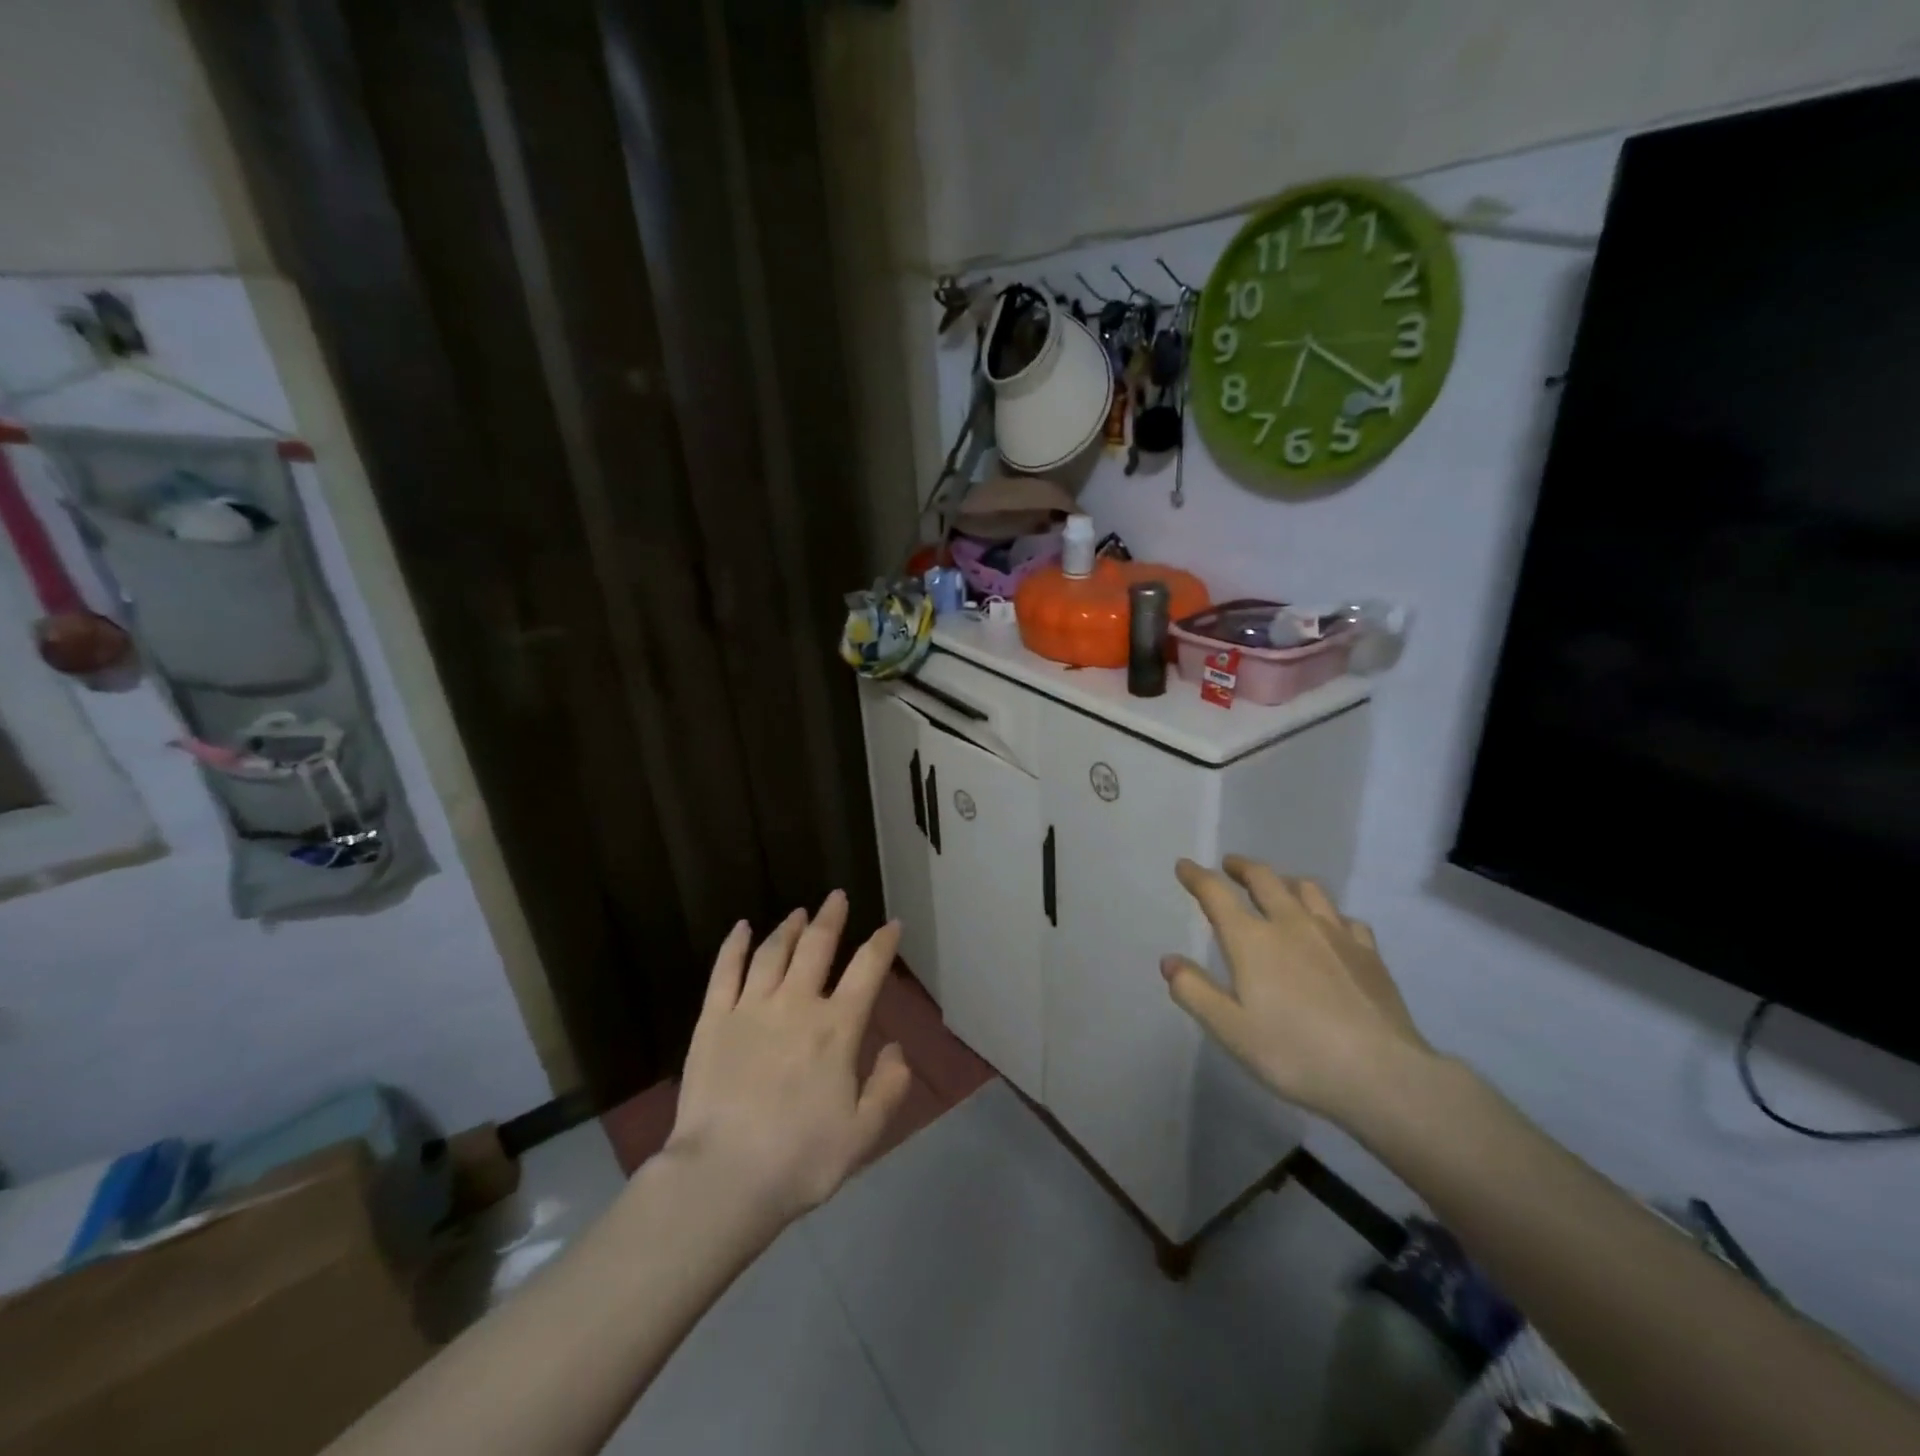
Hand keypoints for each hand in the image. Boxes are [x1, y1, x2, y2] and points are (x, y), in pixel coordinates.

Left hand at [666, 892, 912, 1223]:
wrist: (723, 1178)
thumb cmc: (800, 1160)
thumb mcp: (864, 1133)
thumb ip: (889, 1087)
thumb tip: (895, 1048)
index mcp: (837, 1029)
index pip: (867, 970)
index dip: (882, 943)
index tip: (891, 924)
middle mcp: (796, 1004)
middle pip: (817, 947)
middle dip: (831, 918)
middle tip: (837, 896)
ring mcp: (750, 1008)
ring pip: (773, 952)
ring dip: (789, 927)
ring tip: (799, 913)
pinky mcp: (713, 1020)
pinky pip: (725, 971)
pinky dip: (735, 945)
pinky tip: (742, 928)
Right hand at [1162, 856, 1432, 1124]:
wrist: (1382, 1075)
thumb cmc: (1295, 1053)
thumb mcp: (1230, 1030)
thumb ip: (1194, 992)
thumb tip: (1168, 961)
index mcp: (1252, 940)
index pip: (1216, 894)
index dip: (1197, 876)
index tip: (1184, 865)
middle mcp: (1291, 924)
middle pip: (1264, 879)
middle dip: (1242, 867)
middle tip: (1230, 866)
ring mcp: (1334, 934)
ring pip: (1307, 890)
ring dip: (1285, 882)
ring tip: (1279, 887)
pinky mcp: (1368, 953)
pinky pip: (1344, 918)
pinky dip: (1328, 914)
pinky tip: (1330, 927)